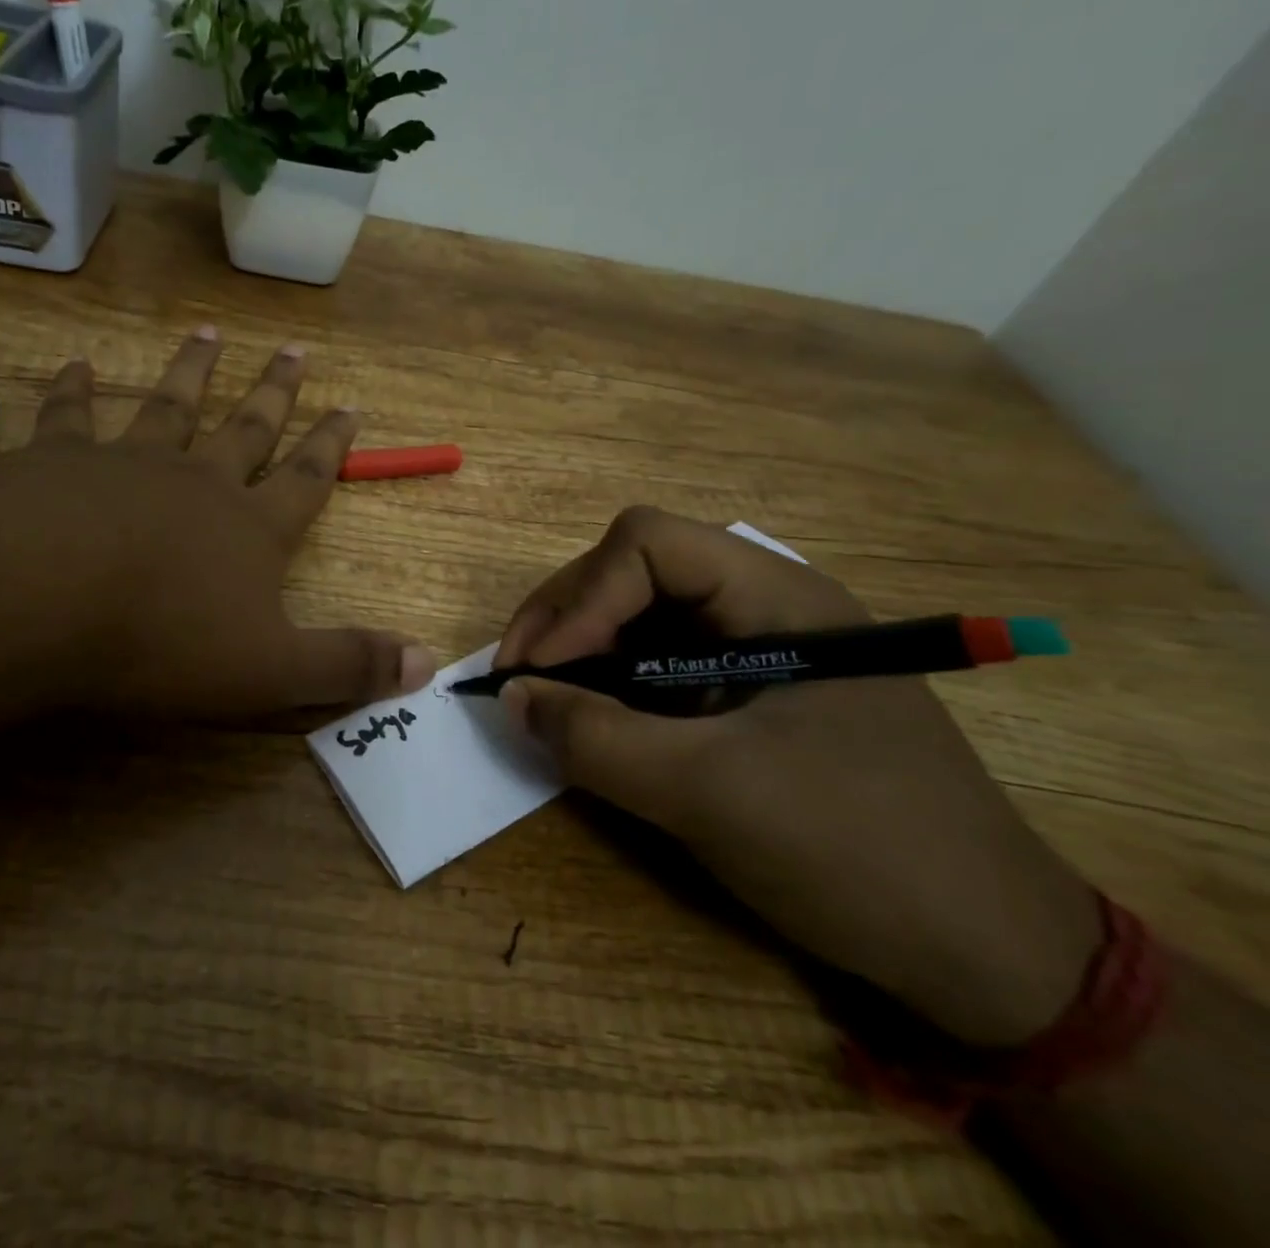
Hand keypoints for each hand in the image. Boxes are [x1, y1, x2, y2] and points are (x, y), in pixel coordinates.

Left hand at [0, 329, 435, 723]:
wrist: (37, 598)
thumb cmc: (160, 641)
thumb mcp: (270, 672)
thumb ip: (346, 665)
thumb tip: (427, 664)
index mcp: (249, 529)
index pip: (306, 480)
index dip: (331, 445)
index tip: (350, 404)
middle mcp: (196, 481)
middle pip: (247, 428)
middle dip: (275, 393)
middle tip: (295, 349)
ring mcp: (126, 463)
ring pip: (170, 406)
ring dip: (192, 372)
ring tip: (209, 335)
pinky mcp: (56, 461)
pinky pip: (71, 416)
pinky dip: (75, 389)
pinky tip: (77, 364)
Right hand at [496, 507, 1101, 1045]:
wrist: (991, 957)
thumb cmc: (858, 852)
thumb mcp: (709, 794)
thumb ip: (597, 740)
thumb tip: (511, 698)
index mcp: (777, 598)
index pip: (648, 545)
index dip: (580, 597)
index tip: (537, 670)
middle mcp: (766, 606)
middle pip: (635, 569)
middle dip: (567, 617)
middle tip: (519, 679)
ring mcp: (758, 650)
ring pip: (641, 616)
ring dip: (581, 649)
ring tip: (542, 698)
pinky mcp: (750, 695)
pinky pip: (660, 664)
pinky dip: (611, 684)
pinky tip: (592, 720)